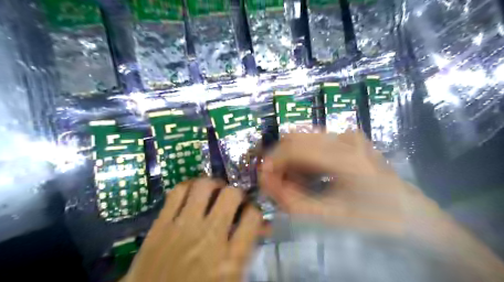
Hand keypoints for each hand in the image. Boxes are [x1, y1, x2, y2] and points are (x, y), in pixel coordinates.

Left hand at [123, 179, 261, 281]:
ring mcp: (183, 227)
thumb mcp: (231, 279)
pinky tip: (192, 192)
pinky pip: (177, 192)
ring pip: (204, 186)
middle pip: (231, 195)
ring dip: (213, 184)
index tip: (249, 212)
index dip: (255, 210)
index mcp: (230, 259)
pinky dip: (188, 186)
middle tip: (232, 199)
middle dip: (236, 192)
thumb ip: (246, 249)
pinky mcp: (160, 225)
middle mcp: (209, 237)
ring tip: (214, 191)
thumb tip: (262, 227)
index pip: (253, 217)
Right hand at [259, 131, 413, 234]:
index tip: (265, 181)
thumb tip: (267, 181)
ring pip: (304, 138)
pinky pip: (316, 142)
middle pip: (295, 137)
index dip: (272, 163)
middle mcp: (345, 137)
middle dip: (280, 160)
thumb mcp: (328, 216)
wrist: (411, 214)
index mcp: (344, 156)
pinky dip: (305, 158)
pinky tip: (310, 177)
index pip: (293, 147)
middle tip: (278, 183)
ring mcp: (348, 135)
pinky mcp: (349, 139)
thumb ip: (291, 200)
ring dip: (292, 159)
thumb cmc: (373, 219)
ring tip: (296, 183)